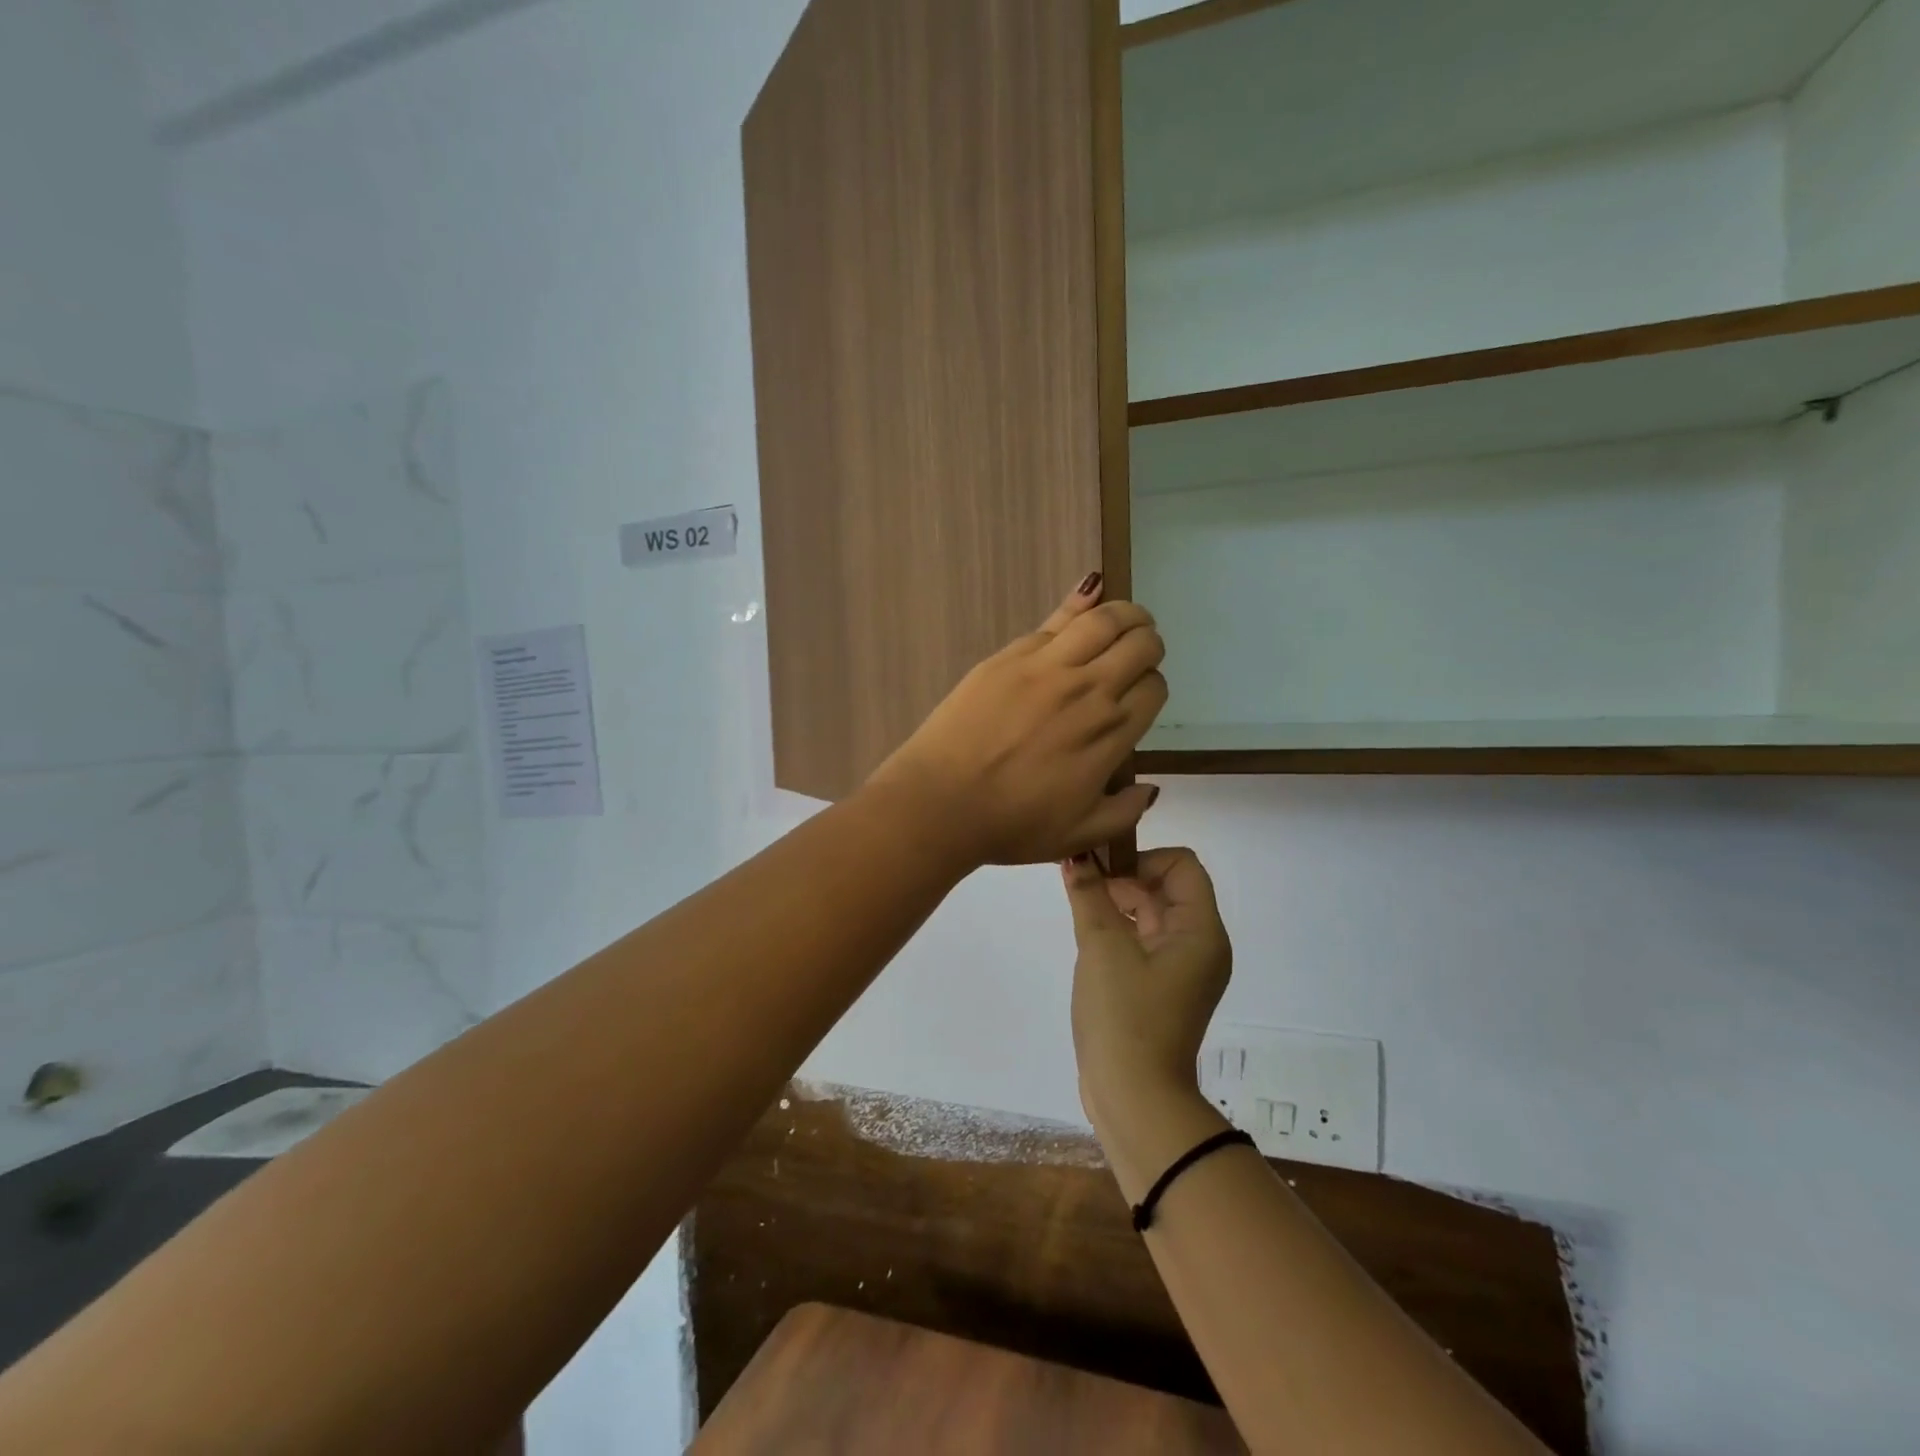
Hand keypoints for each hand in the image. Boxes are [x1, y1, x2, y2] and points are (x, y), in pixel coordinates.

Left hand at [869, 576, 1167, 865]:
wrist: (941, 803)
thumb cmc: (1010, 824)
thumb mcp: (1079, 835)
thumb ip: (1124, 812)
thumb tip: (1151, 791)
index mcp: (1110, 732)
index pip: (1153, 688)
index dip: (1151, 687)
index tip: (1138, 696)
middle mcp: (1088, 689)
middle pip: (1139, 644)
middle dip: (1148, 644)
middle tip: (1140, 650)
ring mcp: (1047, 666)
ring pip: (1103, 619)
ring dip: (1125, 614)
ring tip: (1127, 617)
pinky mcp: (1010, 655)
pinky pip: (1056, 620)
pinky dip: (1080, 606)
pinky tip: (1087, 599)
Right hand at [1062, 848, 1231, 1136]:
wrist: (1134, 1098)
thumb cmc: (1124, 1016)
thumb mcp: (1102, 947)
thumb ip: (1088, 894)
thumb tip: (1075, 856)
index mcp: (1201, 931)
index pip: (1182, 865)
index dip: (1142, 859)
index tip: (1103, 874)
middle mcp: (1201, 944)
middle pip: (1167, 887)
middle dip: (1125, 878)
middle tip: (1082, 885)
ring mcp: (1183, 968)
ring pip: (1154, 914)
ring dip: (1119, 903)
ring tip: (1081, 907)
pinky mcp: (1164, 987)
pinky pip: (1146, 940)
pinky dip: (1120, 928)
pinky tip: (1089, 935)